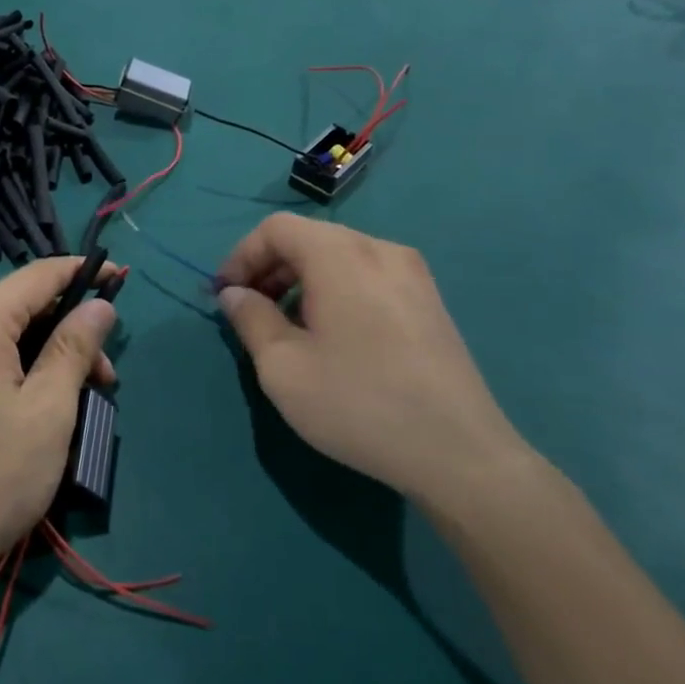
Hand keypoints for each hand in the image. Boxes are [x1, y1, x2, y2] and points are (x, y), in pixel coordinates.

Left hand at [0, 258, 118, 589]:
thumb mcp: (50, 409)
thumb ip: (74, 347)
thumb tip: (99, 304)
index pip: (38, 275)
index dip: (81, 272)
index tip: (120, 278)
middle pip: (18, 303)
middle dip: (67, 327)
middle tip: (104, 376)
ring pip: (0, 329)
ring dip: (43, 349)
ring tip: (77, 395)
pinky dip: (14, 362)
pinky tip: (36, 396)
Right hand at [216, 214, 532, 507]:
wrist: (459, 454)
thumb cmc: (358, 403)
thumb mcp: (282, 366)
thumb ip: (250, 319)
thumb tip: (234, 294)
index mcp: (341, 255)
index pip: (276, 228)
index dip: (241, 256)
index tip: (225, 296)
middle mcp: (380, 250)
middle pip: (308, 238)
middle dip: (269, 268)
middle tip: (249, 311)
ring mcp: (413, 274)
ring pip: (339, 257)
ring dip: (301, 280)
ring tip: (286, 327)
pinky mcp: (430, 301)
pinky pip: (367, 276)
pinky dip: (334, 290)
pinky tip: (331, 335)